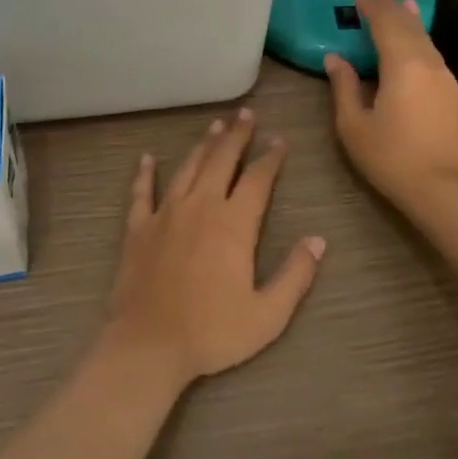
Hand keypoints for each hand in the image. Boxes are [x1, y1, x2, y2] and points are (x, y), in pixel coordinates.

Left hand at [102, 109, 325, 388]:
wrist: (148, 344)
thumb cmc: (212, 332)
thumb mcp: (267, 314)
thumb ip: (295, 275)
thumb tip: (318, 240)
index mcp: (234, 223)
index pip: (258, 179)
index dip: (271, 157)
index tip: (279, 139)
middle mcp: (201, 206)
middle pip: (222, 160)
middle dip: (237, 135)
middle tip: (245, 114)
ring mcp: (166, 213)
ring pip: (188, 167)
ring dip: (203, 145)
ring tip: (214, 125)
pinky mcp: (138, 227)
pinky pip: (141, 192)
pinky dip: (144, 173)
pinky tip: (146, 158)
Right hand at [324, 0, 457, 211]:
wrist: (446, 190)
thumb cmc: (392, 158)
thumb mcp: (354, 126)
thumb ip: (344, 87)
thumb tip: (335, 59)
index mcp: (402, 65)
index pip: (385, 24)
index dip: (371, 7)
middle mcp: (428, 63)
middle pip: (409, 26)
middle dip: (393, 5)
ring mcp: (446, 79)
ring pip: (426, 39)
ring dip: (411, 20)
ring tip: (403, 3)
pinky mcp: (454, 95)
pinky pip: (433, 55)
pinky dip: (421, 40)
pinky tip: (417, 44)